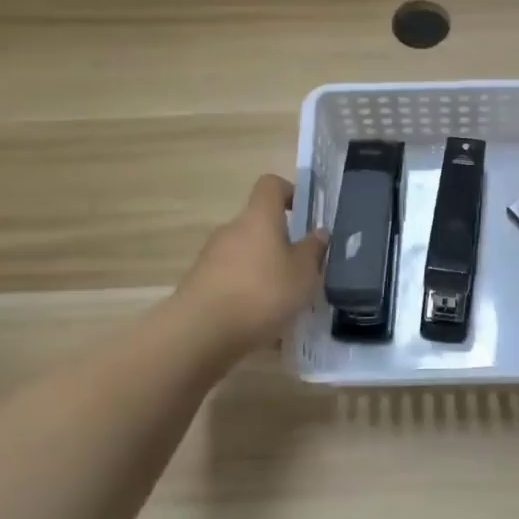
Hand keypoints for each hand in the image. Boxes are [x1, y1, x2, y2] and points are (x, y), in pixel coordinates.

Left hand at [176, 175, 328, 355]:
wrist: (200, 332)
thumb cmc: (262, 293)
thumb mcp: (303, 274)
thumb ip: (313, 250)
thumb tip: (319, 232)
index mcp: (259, 218)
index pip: (270, 185)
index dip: (289, 192)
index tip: (304, 214)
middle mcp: (232, 229)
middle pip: (258, 224)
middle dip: (280, 243)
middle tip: (301, 270)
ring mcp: (211, 257)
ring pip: (245, 255)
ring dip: (263, 270)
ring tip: (282, 303)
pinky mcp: (199, 284)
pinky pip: (231, 280)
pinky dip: (246, 293)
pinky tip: (259, 322)